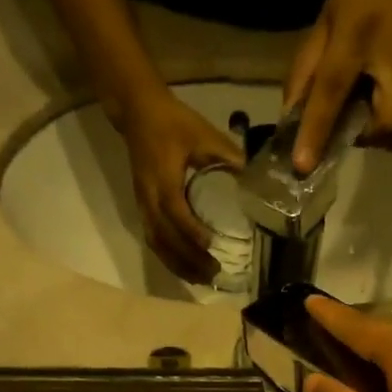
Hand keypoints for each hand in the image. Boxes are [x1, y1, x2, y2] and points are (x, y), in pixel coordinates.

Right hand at [115, 88, 242, 283]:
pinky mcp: (143, 209)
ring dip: (178, 264)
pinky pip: (153, 240)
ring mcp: (143, 205)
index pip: (175, 211)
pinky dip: (169, 258)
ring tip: (202, 279)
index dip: (191, 230)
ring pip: (157, 243)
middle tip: (214, 272)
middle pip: (165, 237)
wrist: (137, 112)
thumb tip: (254, 179)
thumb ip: (227, 155)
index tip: (210, 245)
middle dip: (188, 258)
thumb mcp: (203, 132)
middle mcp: (149, 197)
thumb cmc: (173, 121)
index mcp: (163, 178)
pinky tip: (185, 269)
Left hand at [284, 0, 391, 171]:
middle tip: (346, 118)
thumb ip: (305, 72)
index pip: (333, 93)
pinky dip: (384, 119)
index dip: (316, 132)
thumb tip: (289, 118)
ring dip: (372, 130)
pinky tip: (378, 94)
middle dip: (360, 137)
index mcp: (359, 40)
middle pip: (382, 131)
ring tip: (362, 101)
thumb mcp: (325, 24)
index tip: (303, 167)